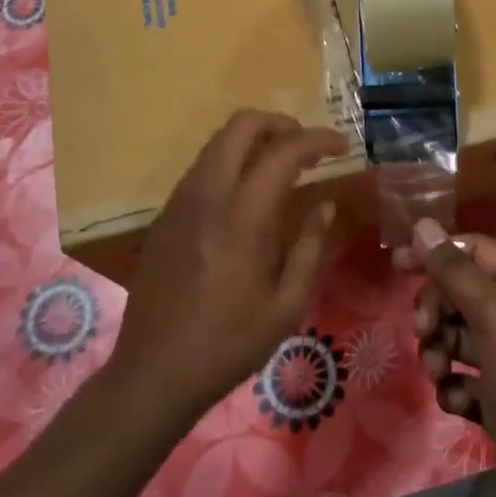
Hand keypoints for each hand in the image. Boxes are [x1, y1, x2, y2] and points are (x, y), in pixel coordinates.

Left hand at [109, 111, 347, 425]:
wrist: (153, 373)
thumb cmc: (228, 344)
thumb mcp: (286, 306)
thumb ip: (309, 248)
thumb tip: (325, 205)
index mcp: (242, 216)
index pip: (284, 151)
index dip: (318, 139)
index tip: (342, 145)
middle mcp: (208, 194)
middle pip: (241, 125)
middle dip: (280, 123)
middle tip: (307, 147)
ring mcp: (180, 201)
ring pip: (218, 141)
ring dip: (253, 139)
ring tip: (280, 166)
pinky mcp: (165, 215)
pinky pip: (202, 167)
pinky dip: (231, 161)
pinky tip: (245, 195)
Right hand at [395, 219, 495, 496]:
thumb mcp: (495, 316)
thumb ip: (454, 272)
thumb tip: (422, 224)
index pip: (470, 251)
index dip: (434, 253)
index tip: (397, 265)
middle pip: (455, 294)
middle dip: (435, 311)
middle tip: (427, 333)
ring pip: (452, 337)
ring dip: (438, 352)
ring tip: (443, 374)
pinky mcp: (494, 398)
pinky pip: (458, 378)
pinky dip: (453, 387)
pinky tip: (459, 402)